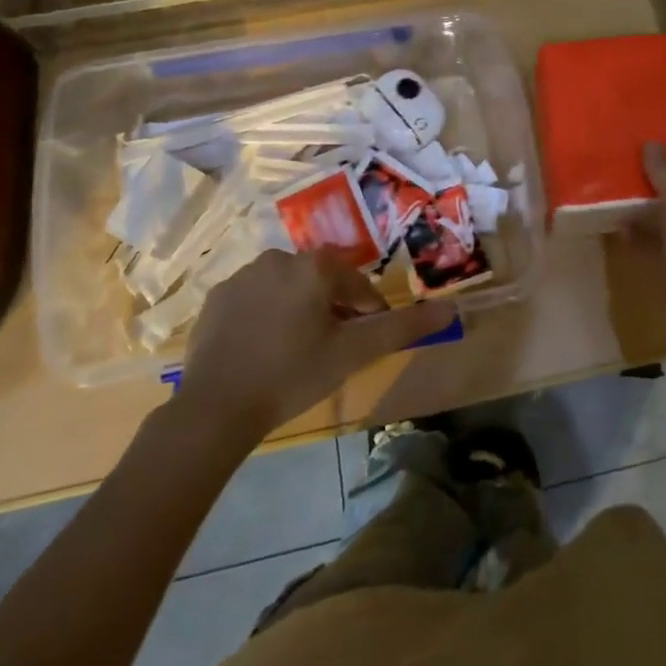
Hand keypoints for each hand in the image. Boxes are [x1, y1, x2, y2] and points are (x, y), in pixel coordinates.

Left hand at [173, 250, 452, 441]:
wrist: (216, 407)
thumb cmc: (293, 375)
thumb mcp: (353, 353)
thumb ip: (402, 327)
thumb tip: (449, 309)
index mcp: (315, 266)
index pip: (357, 285)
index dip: (368, 313)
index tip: (366, 342)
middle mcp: (280, 258)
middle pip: (322, 281)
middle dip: (333, 309)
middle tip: (332, 349)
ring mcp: (243, 276)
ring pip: (288, 287)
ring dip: (300, 309)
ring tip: (297, 350)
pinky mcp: (217, 297)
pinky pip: (255, 298)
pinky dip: (266, 315)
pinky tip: (264, 348)